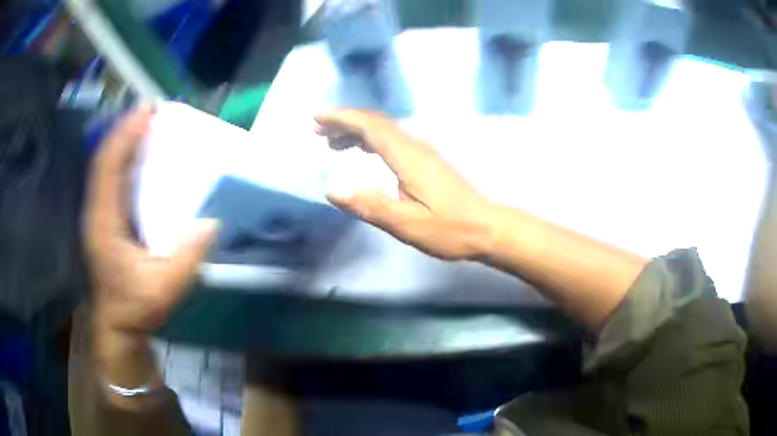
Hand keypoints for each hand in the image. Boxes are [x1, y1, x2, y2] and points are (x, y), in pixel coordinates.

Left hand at [83, 105, 218, 336]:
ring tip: (146, 122)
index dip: (125, 137)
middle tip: (151, 109)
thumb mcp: (164, 291)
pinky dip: (122, 157)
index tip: (146, 112)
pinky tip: (138, 151)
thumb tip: (211, 224)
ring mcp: (98, 213)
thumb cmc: (136, 306)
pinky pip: (109, 177)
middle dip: (125, 130)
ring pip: (105, 166)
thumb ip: (186, 260)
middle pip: (104, 159)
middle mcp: (97, 211)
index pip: (108, 168)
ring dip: (123, 140)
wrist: (116, 321)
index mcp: (104, 224)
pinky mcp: (103, 217)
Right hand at [315, 109, 495, 260]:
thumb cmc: (449, 229)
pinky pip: (393, 141)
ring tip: (334, 144)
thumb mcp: (406, 225)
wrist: (487, 227)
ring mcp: (423, 152)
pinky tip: (365, 153)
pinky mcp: (427, 162)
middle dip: (345, 122)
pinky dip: (372, 141)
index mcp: (407, 157)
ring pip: (385, 131)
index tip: (317, 119)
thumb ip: (370, 206)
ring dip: (357, 131)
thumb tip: (333, 189)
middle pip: (376, 123)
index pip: (370, 126)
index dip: (342, 119)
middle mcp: (415, 147)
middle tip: (318, 131)